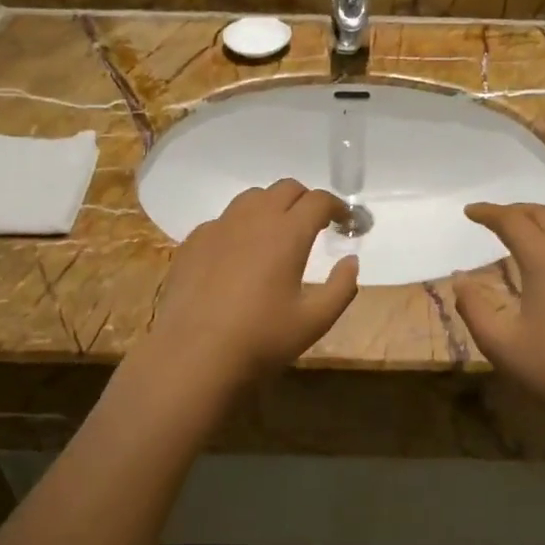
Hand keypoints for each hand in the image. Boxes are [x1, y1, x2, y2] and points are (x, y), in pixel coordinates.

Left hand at [148, 180, 359, 388]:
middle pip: (286, 189)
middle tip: (315, 224)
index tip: (345, 221)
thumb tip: (350, 261)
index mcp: (288, 232)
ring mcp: (219, 227)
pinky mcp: (194, 241)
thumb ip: (341, 287)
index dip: (337, 206)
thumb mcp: (315, 321)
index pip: (319, 200)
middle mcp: (253, 218)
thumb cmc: (261, 339)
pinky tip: (240, 254)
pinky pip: (224, 219)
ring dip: (273, 206)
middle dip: (306, 200)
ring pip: (252, 198)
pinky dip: (241, 225)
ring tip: (278, 233)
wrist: (193, 355)